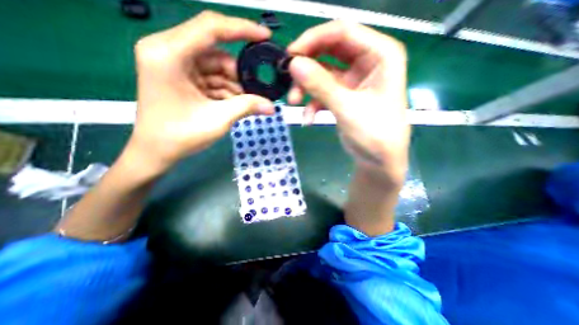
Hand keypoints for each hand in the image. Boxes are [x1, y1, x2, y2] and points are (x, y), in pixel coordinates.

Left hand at [129, 11, 273, 174]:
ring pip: (216, 67)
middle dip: (238, 74)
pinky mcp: (181, 77)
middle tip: (254, 92)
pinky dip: (225, 90)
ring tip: (244, 104)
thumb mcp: (218, 119)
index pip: (210, 27)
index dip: (241, 28)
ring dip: (233, 86)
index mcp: (169, 54)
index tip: (265, 36)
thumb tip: (271, 106)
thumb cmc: (180, 136)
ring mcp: (175, 65)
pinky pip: (211, 78)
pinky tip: (232, 105)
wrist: (156, 152)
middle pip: (216, 52)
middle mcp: (168, 51)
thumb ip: (247, 107)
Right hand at [287, 20, 407, 185]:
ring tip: (295, 103)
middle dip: (307, 67)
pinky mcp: (343, 95)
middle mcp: (367, 62)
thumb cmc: (374, 134)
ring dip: (306, 88)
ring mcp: (353, 80)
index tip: (290, 55)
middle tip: (288, 80)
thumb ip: (321, 85)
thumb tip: (293, 64)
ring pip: (322, 73)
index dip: (313, 39)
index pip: (342, 32)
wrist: (378, 160)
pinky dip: (312, 104)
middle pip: (329, 51)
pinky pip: (322, 92)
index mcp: (380, 55)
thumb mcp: (347, 108)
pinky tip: (308, 119)